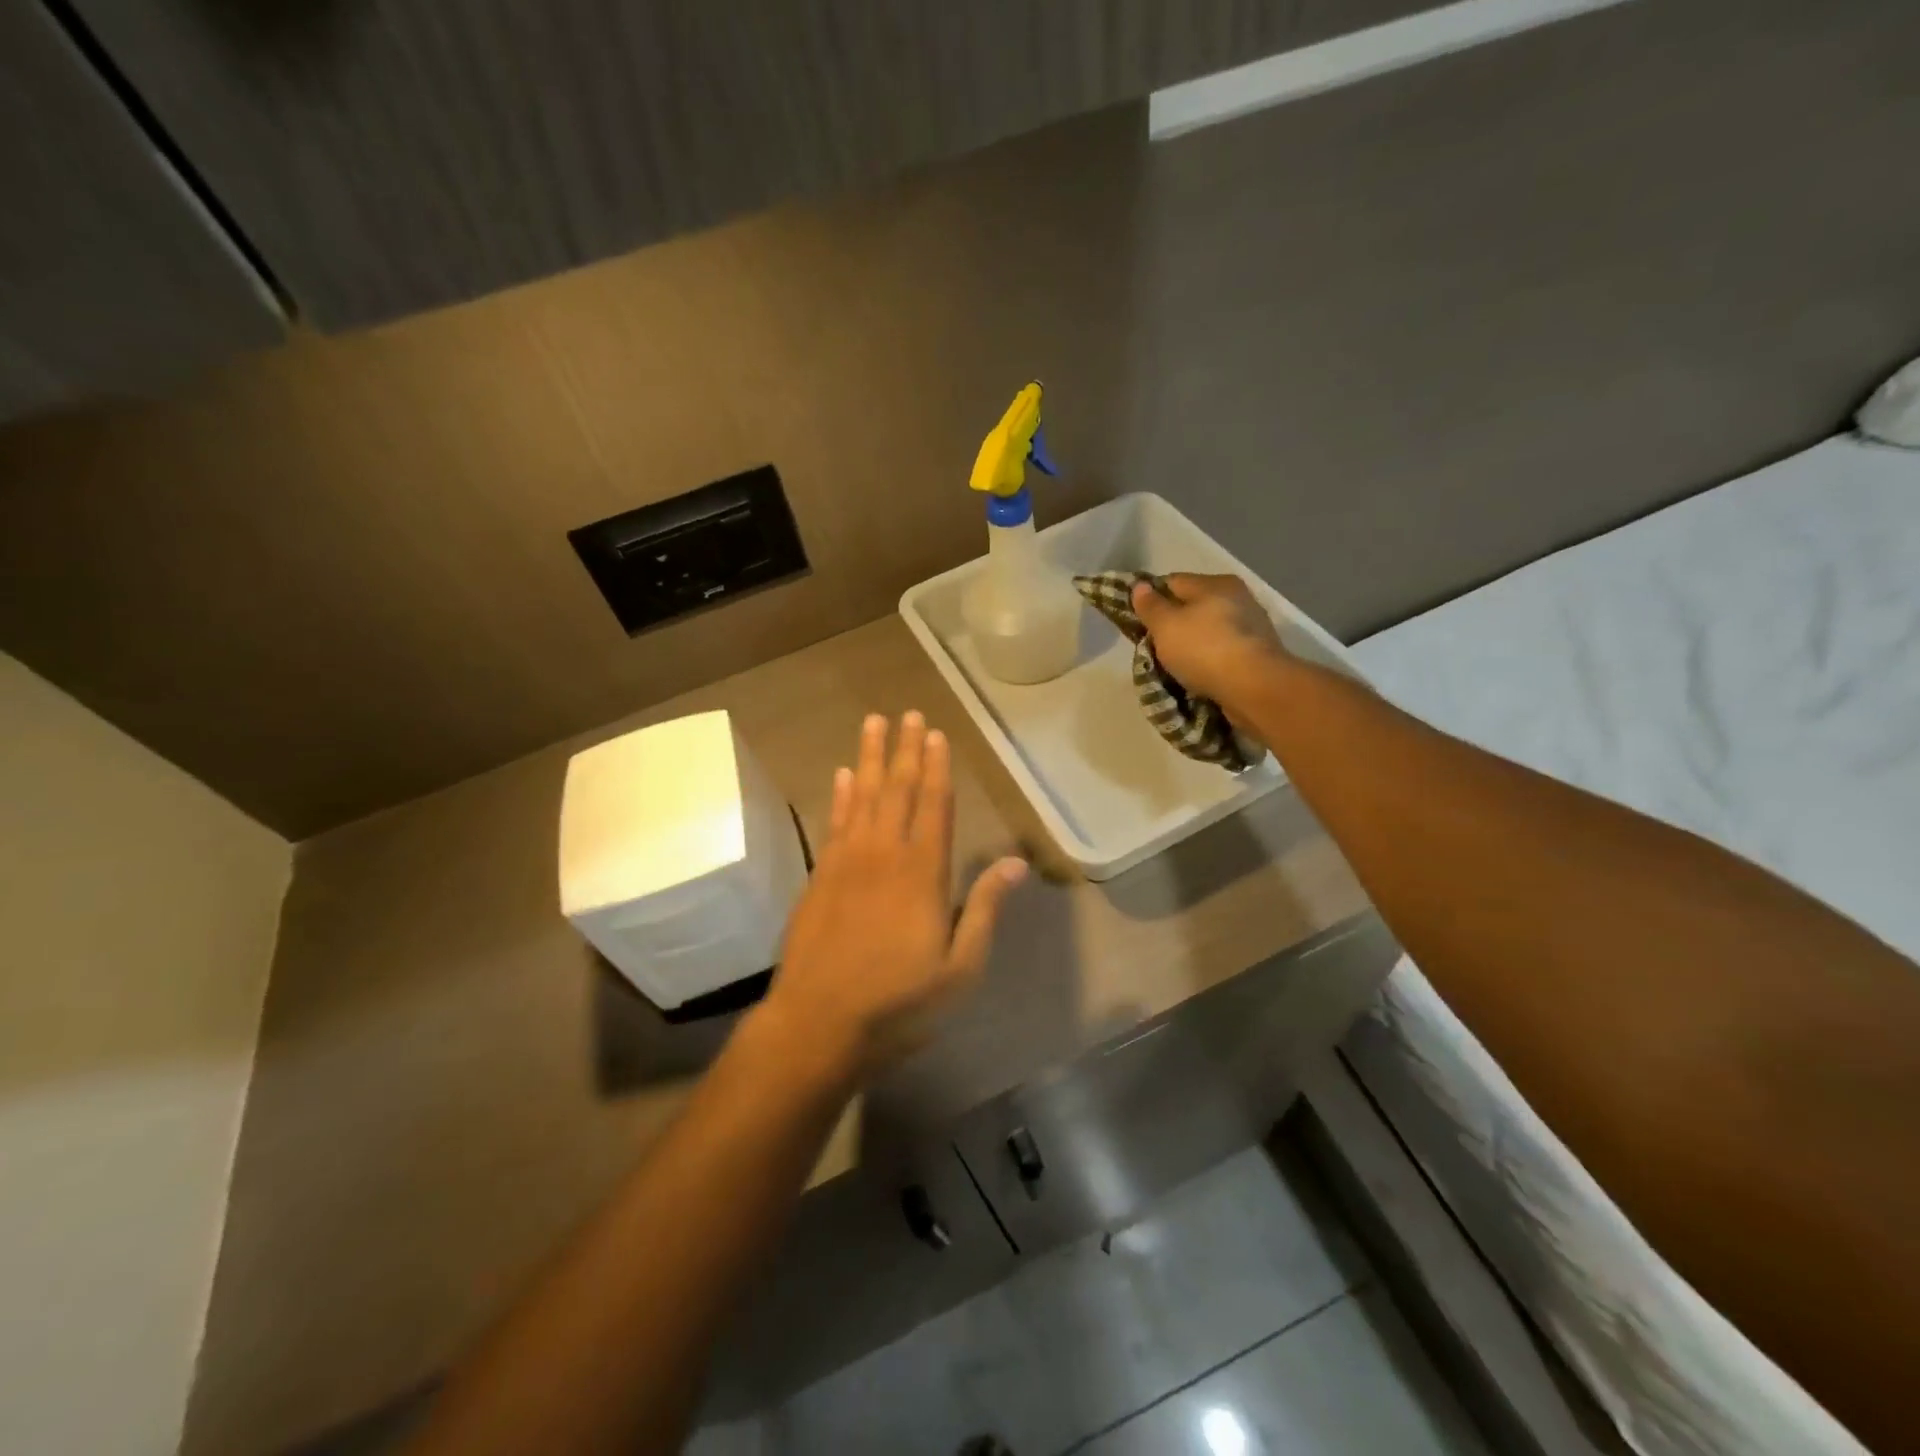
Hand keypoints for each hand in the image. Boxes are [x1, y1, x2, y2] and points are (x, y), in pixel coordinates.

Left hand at [759, 712, 1026, 1082]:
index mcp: (923, 873)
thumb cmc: (899, 1003)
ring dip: (869, 758)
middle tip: (907, 712)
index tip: (935, 734)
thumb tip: (1015, 863)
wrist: (818, 1024)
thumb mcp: (959, 968)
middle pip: (897, 790)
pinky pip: (834, 823)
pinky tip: (843, 775)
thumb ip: (984, 909)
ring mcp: (847, 862)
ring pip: (862, 796)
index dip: (936, 769)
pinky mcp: (820, 876)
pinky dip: (840, 795)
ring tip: (874, 723)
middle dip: (904, 750)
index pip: (934, 807)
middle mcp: (885, 855)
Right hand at [1129, 573, 1288, 713]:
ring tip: (1172, 665)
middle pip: (1193, 606)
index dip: (1151, 598)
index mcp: (1215, 583)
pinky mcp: (1257, 654)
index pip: (1172, 582)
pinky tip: (1197, 674)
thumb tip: (1140, 586)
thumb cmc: (1204, 649)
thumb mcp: (1165, 625)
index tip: (1136, 621)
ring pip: (1208, 630)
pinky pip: (1222, 651)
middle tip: (1152, 646)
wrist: (1255, 688)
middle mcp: (1237, 597)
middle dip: (1172, 624)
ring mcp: (1251, 626)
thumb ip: (1150, 605)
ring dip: (1191, 644)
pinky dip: (1208, 660)